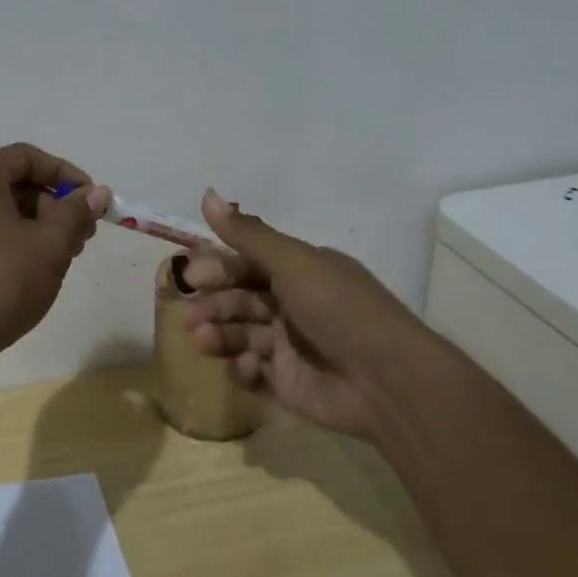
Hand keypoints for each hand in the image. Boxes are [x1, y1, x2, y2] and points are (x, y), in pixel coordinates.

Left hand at [0, 144, 112, 362]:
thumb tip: (98, 193)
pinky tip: (32, 269)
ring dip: (36, 225)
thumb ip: (76, 212)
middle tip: (82, 236)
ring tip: (63, 257)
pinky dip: (11, 239)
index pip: (28, 157)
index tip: (93, 201)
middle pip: (13, 183)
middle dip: (54, 206)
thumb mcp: (50, 245)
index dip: (66, 175)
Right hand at [180, 190, 420, 437]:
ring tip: (203, 341)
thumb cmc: (338, 309)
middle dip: (214, 305)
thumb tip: (206, 193)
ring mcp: (290, 345)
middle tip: (190, 317)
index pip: (248, 264)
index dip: (219, 269)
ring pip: (241, 334)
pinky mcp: (288, 383)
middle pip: (239, 299)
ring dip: (219, 335)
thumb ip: (247, 234)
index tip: (193, 276)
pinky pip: (253, 372)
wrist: (386, 380)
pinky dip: (243, 368)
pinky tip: (248, 367)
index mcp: (299, 271)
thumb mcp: (293, 262)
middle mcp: (293, 304)